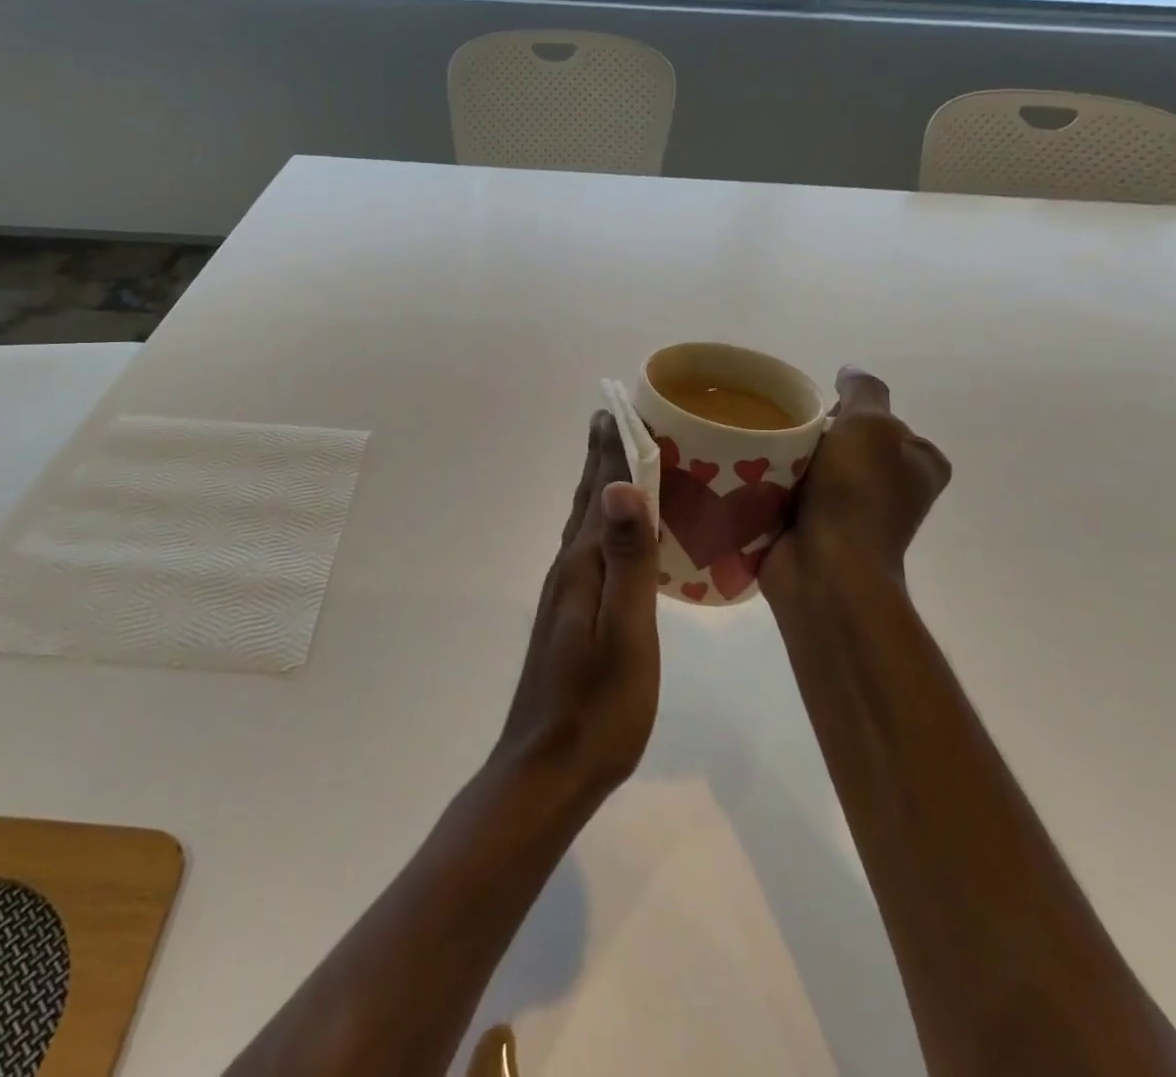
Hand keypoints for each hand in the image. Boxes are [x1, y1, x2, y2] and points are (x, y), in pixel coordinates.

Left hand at [494, 411, 661, 809]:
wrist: (548, 768)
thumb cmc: (599, 707)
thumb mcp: (625, 634)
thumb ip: (626, 560)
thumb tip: (621, 486)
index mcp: (583, 565)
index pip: (602, 491)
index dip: (613, 450)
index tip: (621, 406)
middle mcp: (569, 569)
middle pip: (587, 499)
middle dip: (601, 456)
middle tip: (613, 416)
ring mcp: (566, 593)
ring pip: (586, 523)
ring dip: (599, 485)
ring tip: (615, 461)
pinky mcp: (571, 615)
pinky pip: (591, 549)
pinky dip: (604, 523)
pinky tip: (613, 534)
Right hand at [759, 366, 950, 609]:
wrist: (825, 569)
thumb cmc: (856, 494)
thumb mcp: (870, 426)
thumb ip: (863, 391)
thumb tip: (849, 372)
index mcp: (919, 465)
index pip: (881, 421)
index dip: (847, 411)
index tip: (816, 414)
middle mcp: (891, 489)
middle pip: (842, 442)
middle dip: (812, 434)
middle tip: (781, 430)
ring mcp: (852, 514)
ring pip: (812, 467)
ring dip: (786, 459)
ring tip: (758, 450)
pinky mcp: (815, 530)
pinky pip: (789, 493)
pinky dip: (771, 485)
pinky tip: (749, 475)